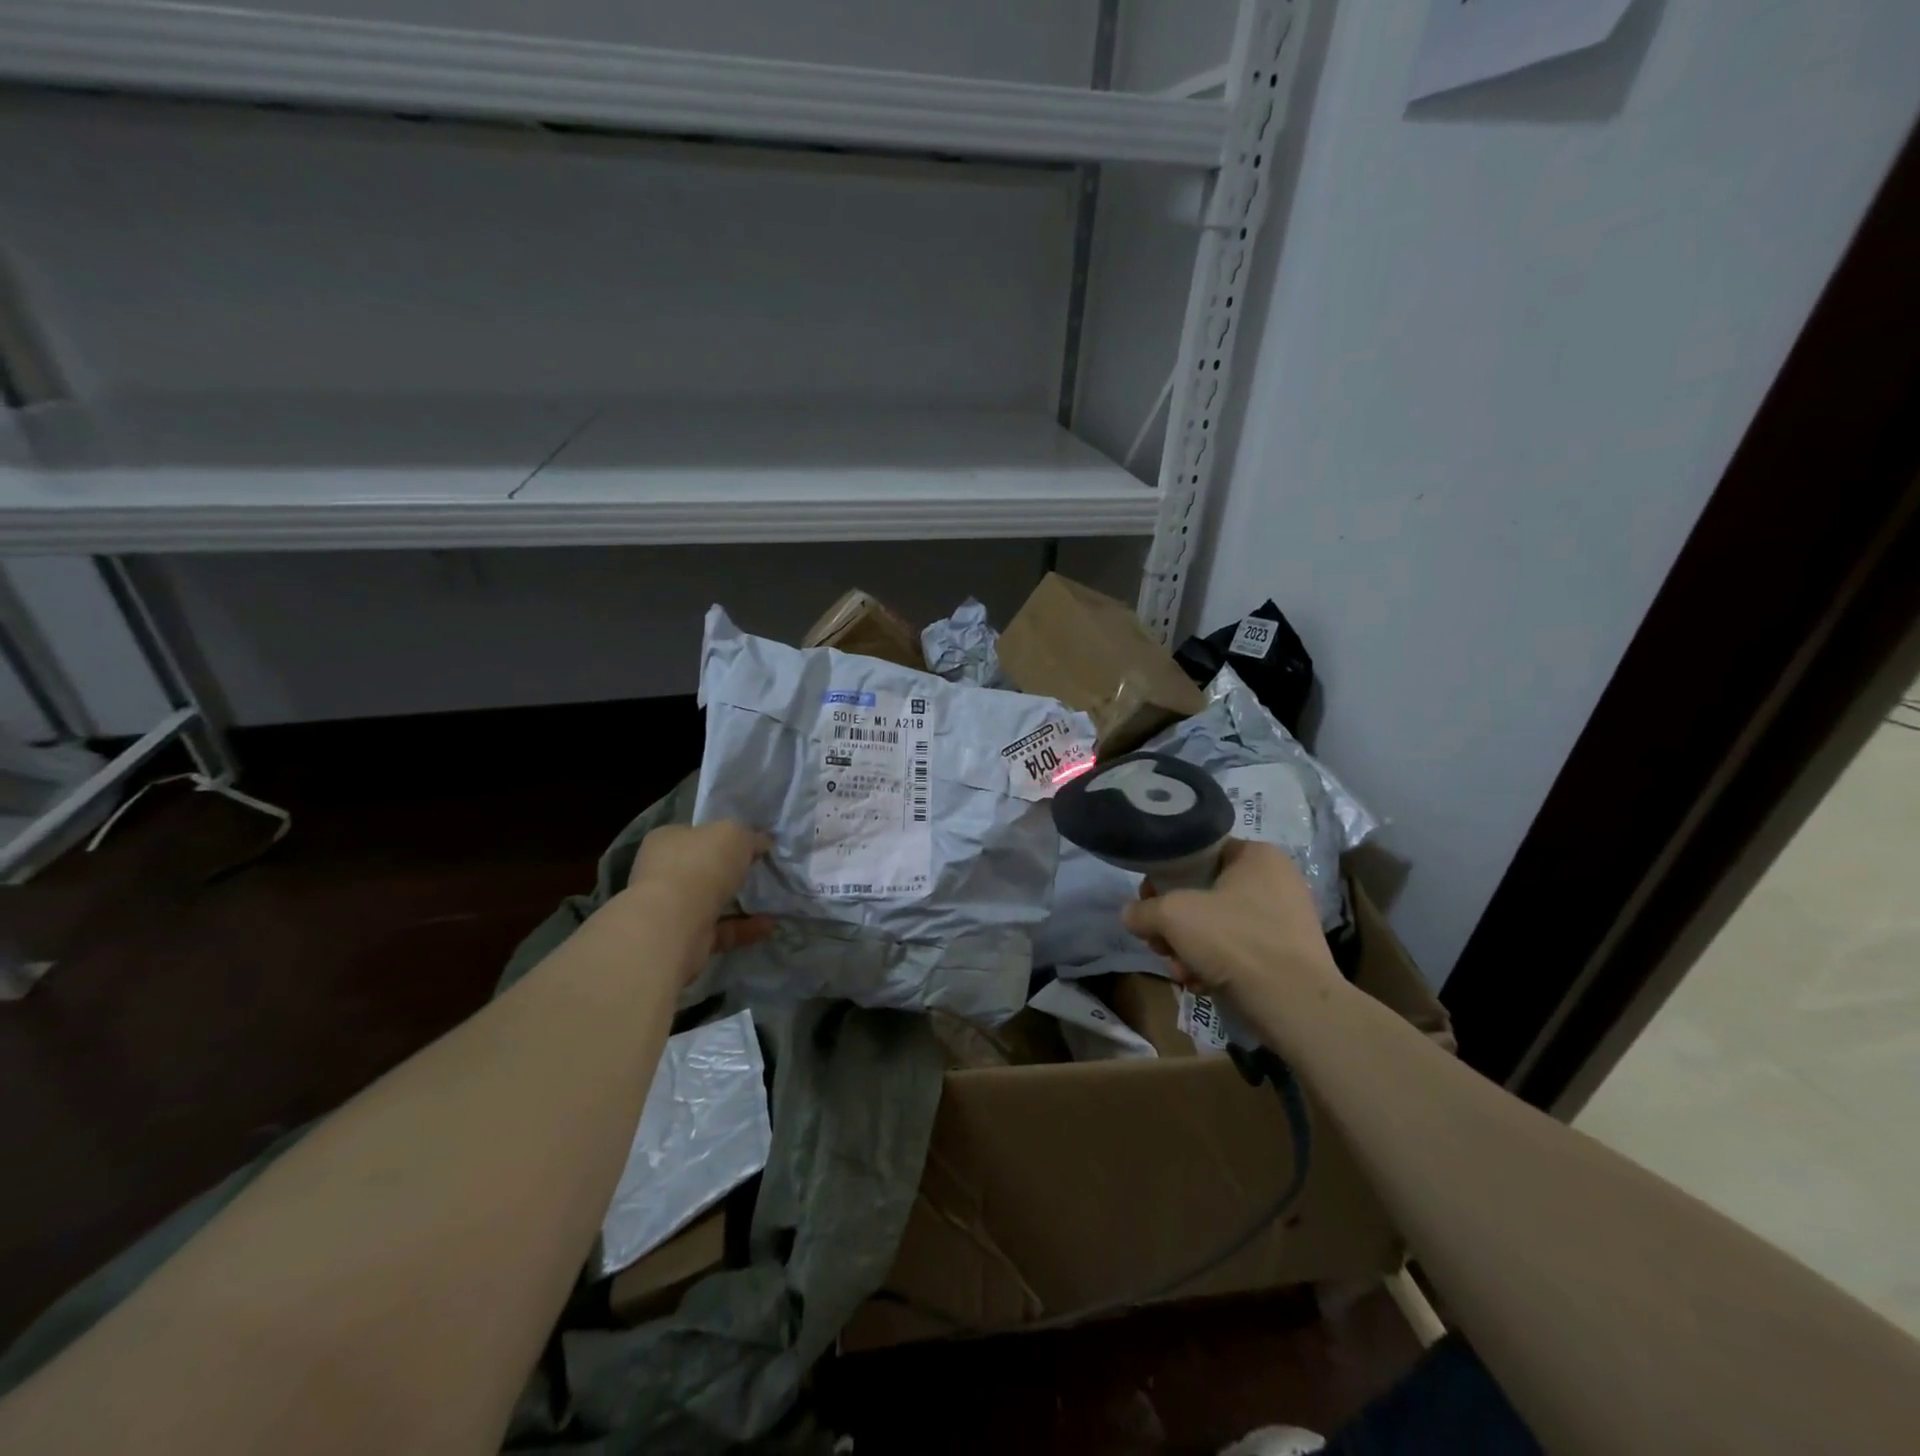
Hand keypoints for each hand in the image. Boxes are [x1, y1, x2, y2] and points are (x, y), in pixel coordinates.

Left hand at [625, 822, 773, 961]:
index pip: (695, 833)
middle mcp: (662, 872)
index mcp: (666, 840)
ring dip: (740, 902)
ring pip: (710, 902)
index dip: (722, 837)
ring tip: (771, 901)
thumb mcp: (734, 833)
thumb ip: (749, 836)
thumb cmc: (700, 865)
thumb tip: (761, 842)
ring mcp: (669, 908)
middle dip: (730, 873)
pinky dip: (744, 928)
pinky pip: (719, 930)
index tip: (750, 845)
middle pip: (701, 869)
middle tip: (760, 871)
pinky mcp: (682, 938)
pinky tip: (769, 926)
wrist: (674, 923)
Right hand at [1122, 839, 1342, 1005]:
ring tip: (1178, 971)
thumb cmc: (1235, 941)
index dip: (1166, 876)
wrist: (1295, 1005)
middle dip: (1175, 924)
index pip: (1199, 854)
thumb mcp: (1173, 916)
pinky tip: (1200, 984)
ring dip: (1189, 948)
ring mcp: (1284, 919)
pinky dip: (1214, 964)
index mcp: (1257, 856)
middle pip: (1204, 894)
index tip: (1148, 902)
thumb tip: (1130, 915)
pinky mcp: (1286, 954)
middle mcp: (1275, 880)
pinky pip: (1238, 949)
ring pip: (1218, 926)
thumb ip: (1144, 910)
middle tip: (1159, 944)